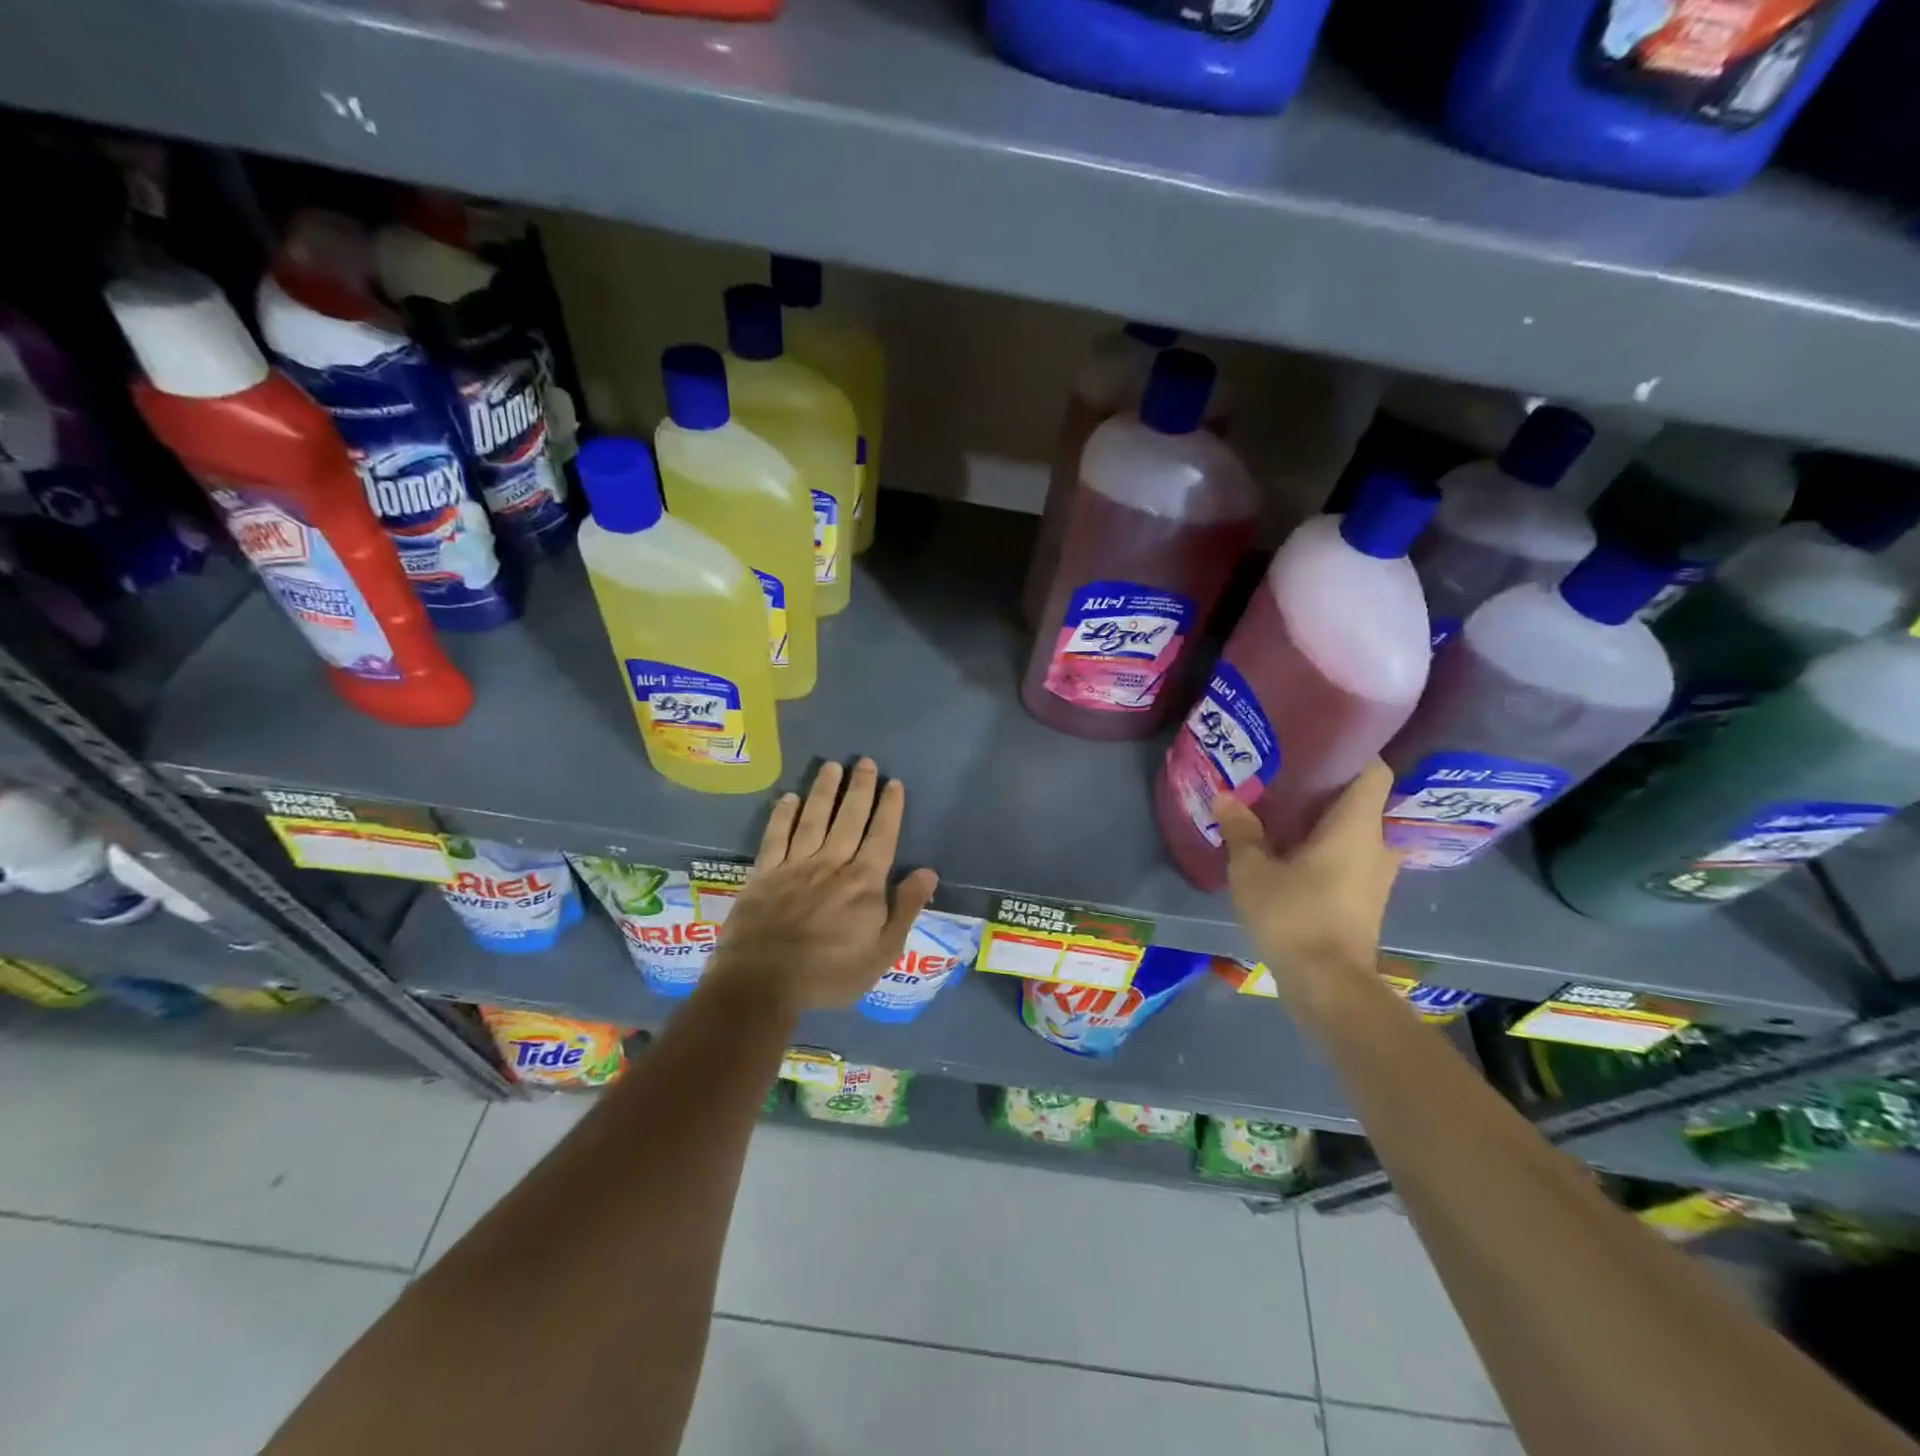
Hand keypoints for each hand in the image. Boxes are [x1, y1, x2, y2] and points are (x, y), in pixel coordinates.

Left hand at [709, 758, 938, 1016]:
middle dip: (860, 788)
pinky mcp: (764, 873)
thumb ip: (905, 909)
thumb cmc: (829, 974)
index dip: (889, 808)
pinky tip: (788, 797)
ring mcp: (795, 865)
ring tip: (832, 766)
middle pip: (849, 818)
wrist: (762, 984)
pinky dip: (782, 815)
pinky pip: (775, 836)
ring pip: (813, 818)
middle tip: (866, 762)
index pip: (882, 835)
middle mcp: (831, 863)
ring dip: (824, 790)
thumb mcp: (881, 952)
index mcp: (863, 882)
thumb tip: (928, 872)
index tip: (894, 783)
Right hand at [1215, 760, 1400, 1008]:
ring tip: (1286, 809)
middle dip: (1330, 785)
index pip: (1374, 770)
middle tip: (1290, 774)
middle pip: (1363, 799)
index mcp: (1357, 826)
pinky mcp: (1366, 898)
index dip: (1353, 751)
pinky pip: (1352, 855)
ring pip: (1358, 830)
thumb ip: (1241, 831)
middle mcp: (1377, 844)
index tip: (1318, 742)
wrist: (1328, 984)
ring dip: (1328, 819)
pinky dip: (1328, 846)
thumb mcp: (1253, 871)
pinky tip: (1293, 849)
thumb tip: (1225, 796)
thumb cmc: (1294, 916)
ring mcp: (1376, 874)